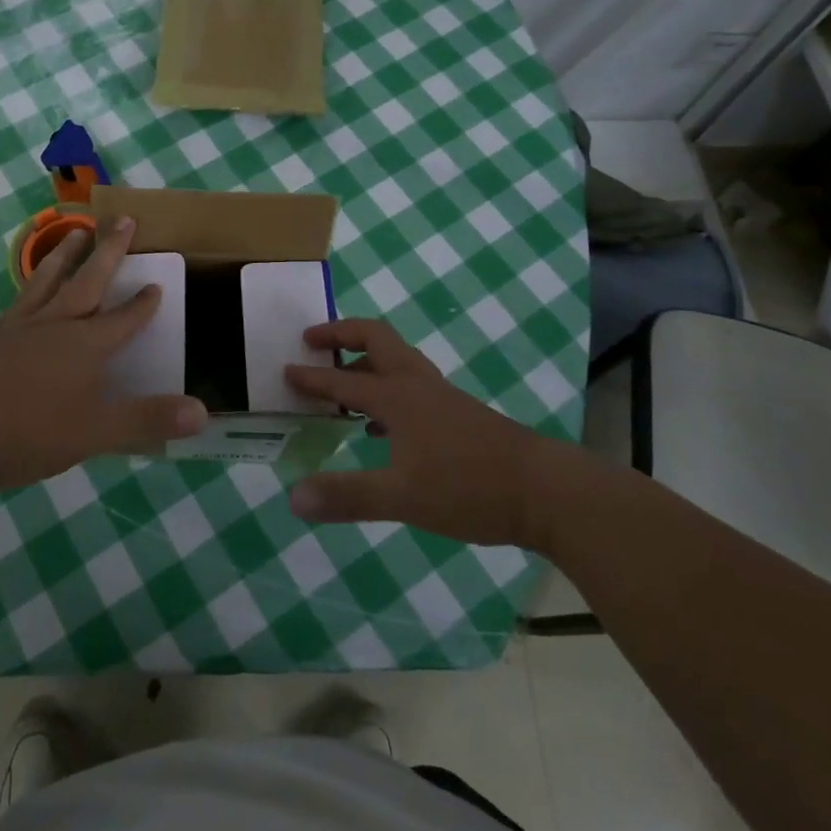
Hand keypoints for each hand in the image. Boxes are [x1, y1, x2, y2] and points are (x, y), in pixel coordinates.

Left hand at [0, 216, 207, 494]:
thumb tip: (203, 413)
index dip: (143, 304)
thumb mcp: (97, 432)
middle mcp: (55, 325)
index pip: (123, 319)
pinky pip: (20, 299)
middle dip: (109, 250)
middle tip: (123, 219)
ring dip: (67, 254)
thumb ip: (148, 420)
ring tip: (76, 231)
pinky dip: (33, 284)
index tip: (158, 283)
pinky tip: (31, 290)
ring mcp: (20, 327)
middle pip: (88, 280)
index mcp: (85, 346)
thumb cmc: (30, 432)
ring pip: (49, 279)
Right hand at [283, 319, 576, 550]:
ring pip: (396, 359)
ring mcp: (441, 397)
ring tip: (342, 381)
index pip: (343, 379)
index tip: (285, 370)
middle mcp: (417, 385)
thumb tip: (292, 498)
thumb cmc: (469, 488)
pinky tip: (382, 426)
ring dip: (364, 358)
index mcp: (398, 397)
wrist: (546, 492)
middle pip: (376, 338)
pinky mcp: (458, 413)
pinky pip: (411, 384)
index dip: (312, 376)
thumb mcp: (402, 497)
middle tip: (312, 340)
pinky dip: (386, 387)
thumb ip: (346, 496)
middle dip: (341, 333)